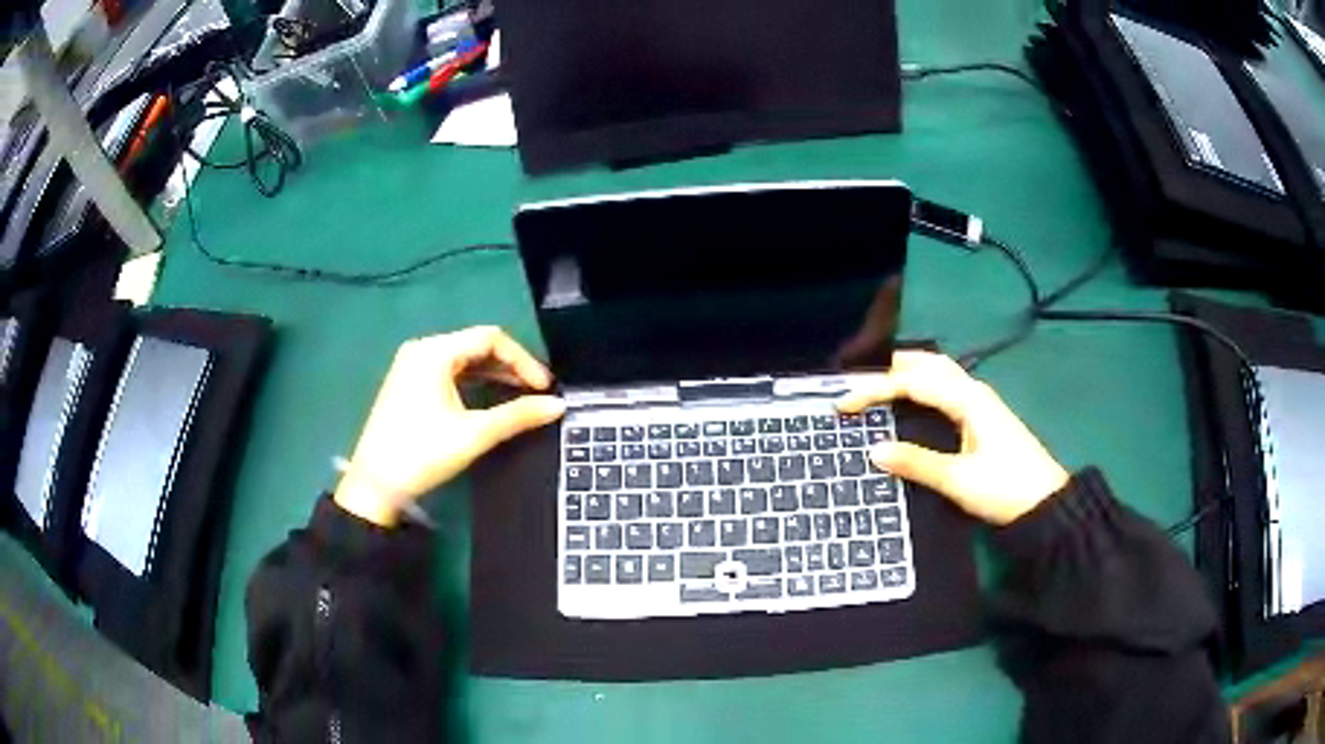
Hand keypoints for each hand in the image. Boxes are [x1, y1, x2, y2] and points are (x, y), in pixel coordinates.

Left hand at [335, 327, 564, 525]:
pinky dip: (473, 382)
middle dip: (510, 366)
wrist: (375, 485)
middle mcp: (422, 350)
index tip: (544, 387)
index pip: (490, 338)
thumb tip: (558, 406)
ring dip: (493, 374)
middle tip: (536, 391)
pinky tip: (490, 399)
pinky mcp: (408, 384)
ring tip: (520, 395)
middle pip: (476, 345)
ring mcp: (412, 366)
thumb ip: (517, 415)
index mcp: (434, 352)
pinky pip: (449, 372)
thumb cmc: (422, 453)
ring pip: (463, 359)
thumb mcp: (473, 433)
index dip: (522, 359)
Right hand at [836, 351, 1068, 524]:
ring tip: (877, 387)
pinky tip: (912, 401)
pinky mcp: (983, 416)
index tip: (843, 404)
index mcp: (968, 400)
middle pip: (928, 364)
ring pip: (939, 373)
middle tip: (857, 384)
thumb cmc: (1005, 489)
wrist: (1046, 504)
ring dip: (907, 373)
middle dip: (890, 368)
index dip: (875, 389)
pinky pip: (946, 388)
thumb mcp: (958, 481)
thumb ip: (916, 463)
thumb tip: (874, 450)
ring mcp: (980, 402)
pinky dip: (921, 386)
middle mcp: (974, 391)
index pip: (913, 382)